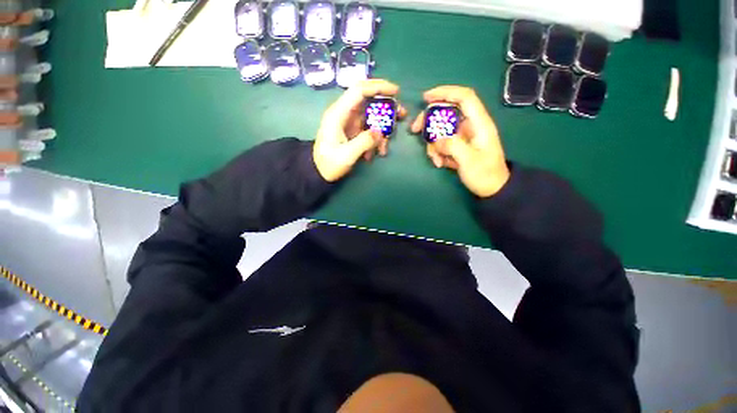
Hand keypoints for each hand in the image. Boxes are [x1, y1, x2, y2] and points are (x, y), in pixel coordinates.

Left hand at [313, 79, 406, 181]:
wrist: (319, 172)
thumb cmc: (328, 164)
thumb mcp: (346, 155)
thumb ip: (364, 142)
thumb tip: (381, 131)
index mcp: (338, 114)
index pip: (359, 90)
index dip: (378, 87)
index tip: (396, 92)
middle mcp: (345, 114)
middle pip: (369, 101)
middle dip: (386, 108)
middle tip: (401, 115)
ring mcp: (350, 123)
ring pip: (372, 117)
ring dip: (382, 130)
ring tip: (384, 148)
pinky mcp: (354, 131)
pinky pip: (369, 130)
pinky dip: (375, 140)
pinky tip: (374, 154)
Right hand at [411, 86, 509, 197]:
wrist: (492, 188)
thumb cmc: (485, 175)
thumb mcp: (469, 161)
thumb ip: (453, 146)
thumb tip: (436, 140)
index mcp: (479, 123)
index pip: (464, 97)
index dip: (445, 92)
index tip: (426, 97)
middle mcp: (470, 126)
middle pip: (446, 112)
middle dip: (429, 120)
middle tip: (415, 130)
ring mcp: (463, 136)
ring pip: (441, 130)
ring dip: (433, 144)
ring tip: (436, 160)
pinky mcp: (458, 146)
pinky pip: (442, 143)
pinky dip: (437, 152)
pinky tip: (440, 163)